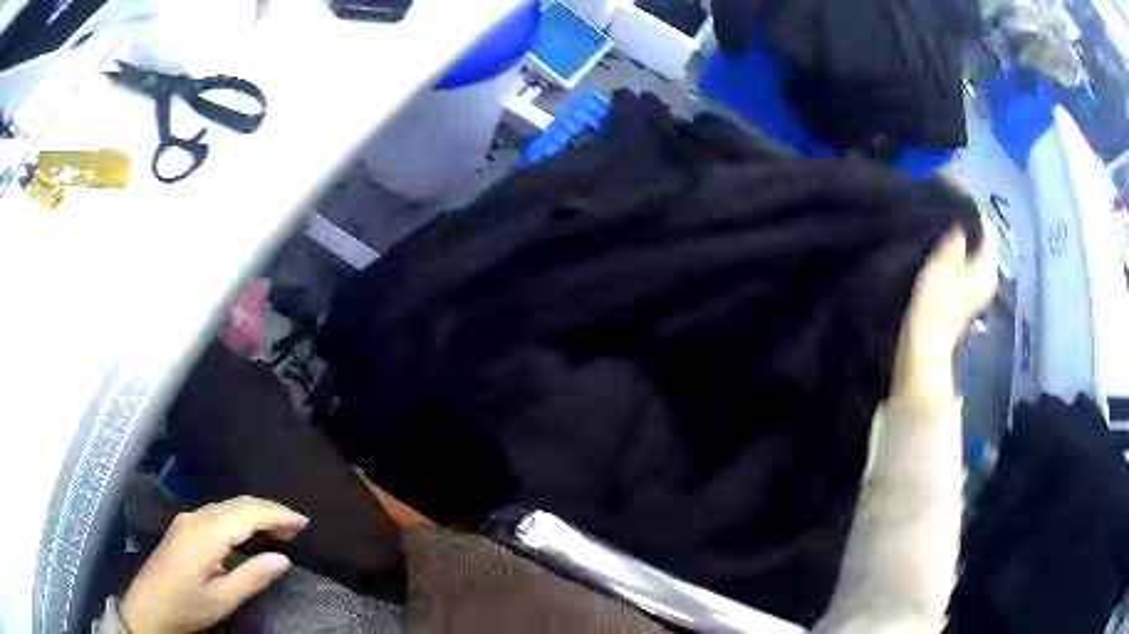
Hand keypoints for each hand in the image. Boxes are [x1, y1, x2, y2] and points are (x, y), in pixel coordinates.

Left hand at [121, 496, 308, 633]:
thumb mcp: (222, 599)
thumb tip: (284, 559)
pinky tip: (248, 530)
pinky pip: (217, 513)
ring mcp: (186, 520)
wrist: (149, 606)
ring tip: (279, 527)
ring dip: (254, 511)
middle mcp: (195, 518)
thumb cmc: (187, 607)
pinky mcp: (183, 527)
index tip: (304, 522)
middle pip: (236, 503)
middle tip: (297, 525)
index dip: (276, 514)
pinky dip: (239, 517)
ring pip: (226, 506)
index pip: (246, 513)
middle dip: (268, 510)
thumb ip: (252, 577)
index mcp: (205, 535)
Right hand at [893, 221, 997, 403]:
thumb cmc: (936, 303)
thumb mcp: (945, 262)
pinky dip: (956, 254)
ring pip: (973, 254)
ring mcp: (975, 289)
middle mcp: (987, 277)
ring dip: (961, 240)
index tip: (956, 196)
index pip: (987, 230)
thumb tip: (962, 218)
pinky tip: (942, 248)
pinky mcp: (962, 297)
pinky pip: (964, 265)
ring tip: (943, 223)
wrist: (924, 345)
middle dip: (968, 225)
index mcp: (987, 268)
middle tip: (948, 207)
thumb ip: (956, 237)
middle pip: (982, 242)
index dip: (973, 212)